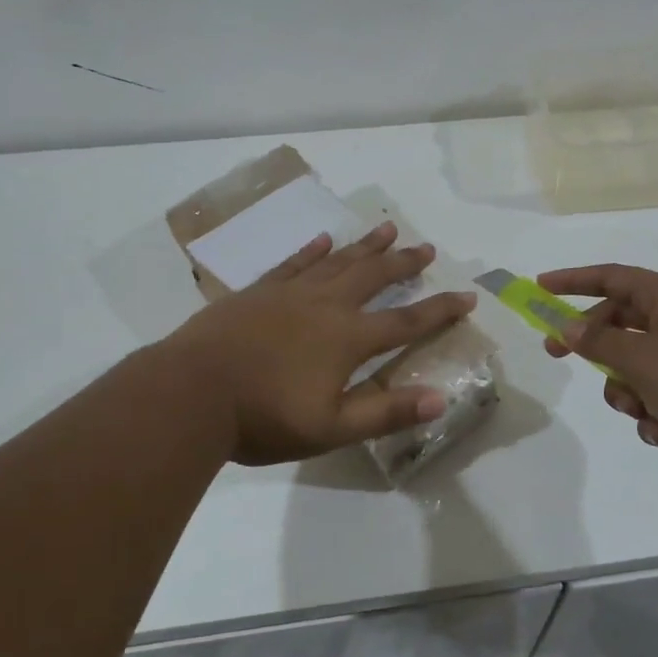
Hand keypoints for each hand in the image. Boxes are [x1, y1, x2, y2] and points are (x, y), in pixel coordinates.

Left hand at [164, 222, 477, 465]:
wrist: (191, 393)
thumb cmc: (263, 417)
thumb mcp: (331, 428)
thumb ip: (386, 413)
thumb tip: (441, 400)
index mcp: (348, 338)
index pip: (406, 320)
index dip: (440, 309)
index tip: (467, 296)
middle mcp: (325, 306)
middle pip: (374, 276)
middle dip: (404, 263)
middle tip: (428, 248)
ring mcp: (289, 293)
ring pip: (337, 261)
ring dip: (365, 246)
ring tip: (388, 228)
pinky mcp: (258, 292)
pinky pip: (293, 263)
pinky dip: (311, 250)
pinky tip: (322, 239)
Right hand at [537, 263, 657, 483]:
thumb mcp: (644, 360)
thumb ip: (600, 342)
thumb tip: (569, 326)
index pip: (613, 277)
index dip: (574, 280)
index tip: (540, 288)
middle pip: (621, 323)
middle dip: (594, 347)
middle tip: (558, 357)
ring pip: (638, 364)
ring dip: (627, 391)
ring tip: (640, 412)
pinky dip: (654, 412)